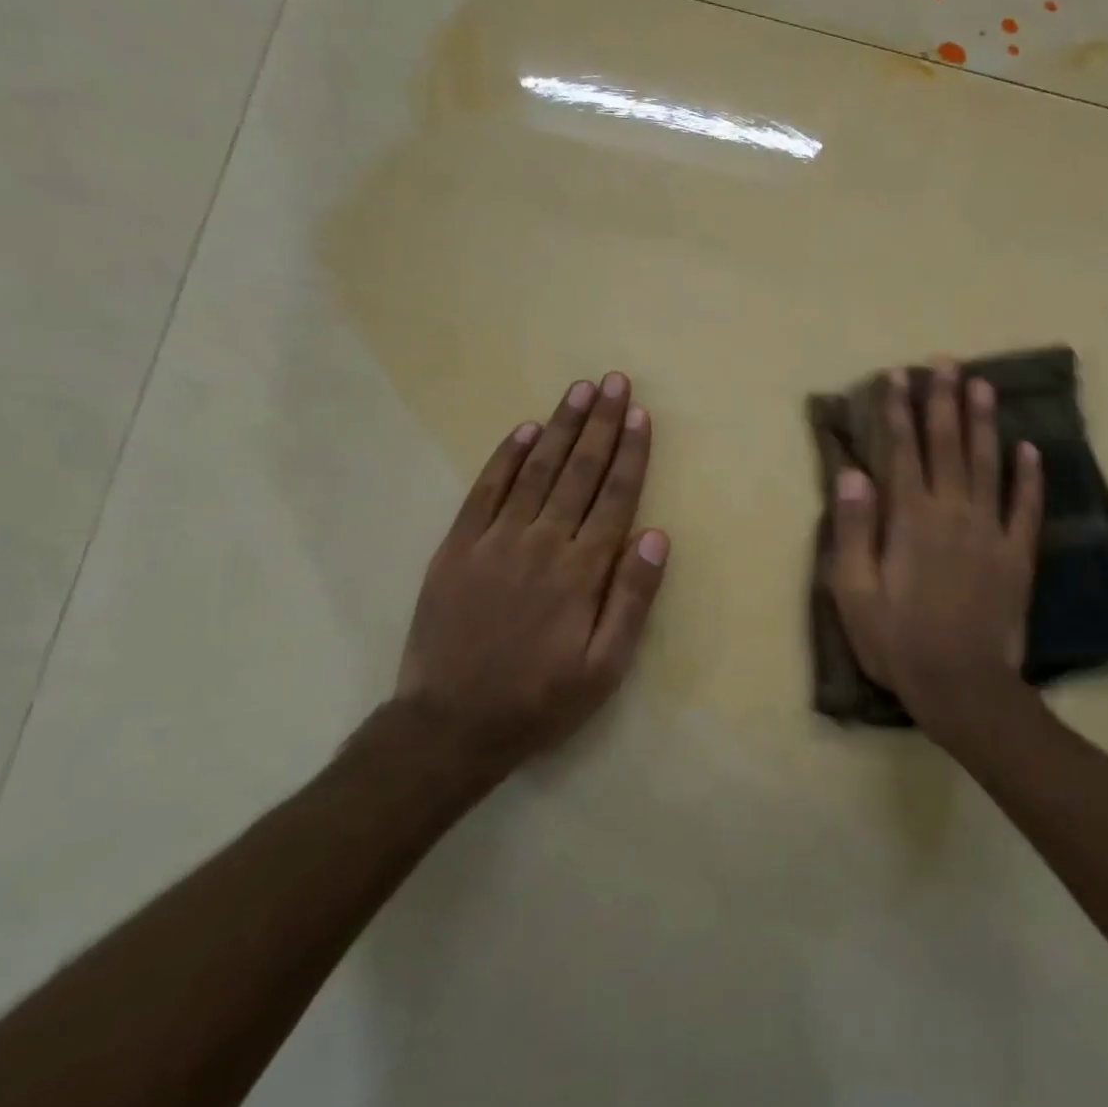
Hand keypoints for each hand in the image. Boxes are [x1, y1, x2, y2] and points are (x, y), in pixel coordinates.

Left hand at [388, 372, 669, 775]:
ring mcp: (494, 541)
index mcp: (580, 571)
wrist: (450, 725)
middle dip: (600, 424)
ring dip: (560, 427)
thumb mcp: (604, 667)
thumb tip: (656, 536)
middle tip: (614, 381)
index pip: (614, 498)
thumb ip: (632, 599)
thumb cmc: (540, 700)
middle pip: (577, 472)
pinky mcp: (457, 547)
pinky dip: (506, 457)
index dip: (630, 454)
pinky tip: (524, 430)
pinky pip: (484, 491)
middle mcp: (540, 543)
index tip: (640, 415)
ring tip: (579, 390)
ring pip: (535, 471)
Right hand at [828, 360, 1043, 744]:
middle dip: (943, 401)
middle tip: (945, 362)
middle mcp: (952, 512)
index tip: (897, 376)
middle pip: (948, 445)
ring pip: (988, 464)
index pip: (902, 451)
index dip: (898, 411)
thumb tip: (853, 473)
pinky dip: (1029, 476)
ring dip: (984, 423)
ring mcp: (990, 532)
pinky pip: (1026, 507)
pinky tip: (1030, 448)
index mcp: (910, 519)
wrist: (961, 684)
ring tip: (982, 385)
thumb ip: (855, 529)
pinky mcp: (1017, 555)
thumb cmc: (897, 640)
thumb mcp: (854, 591)